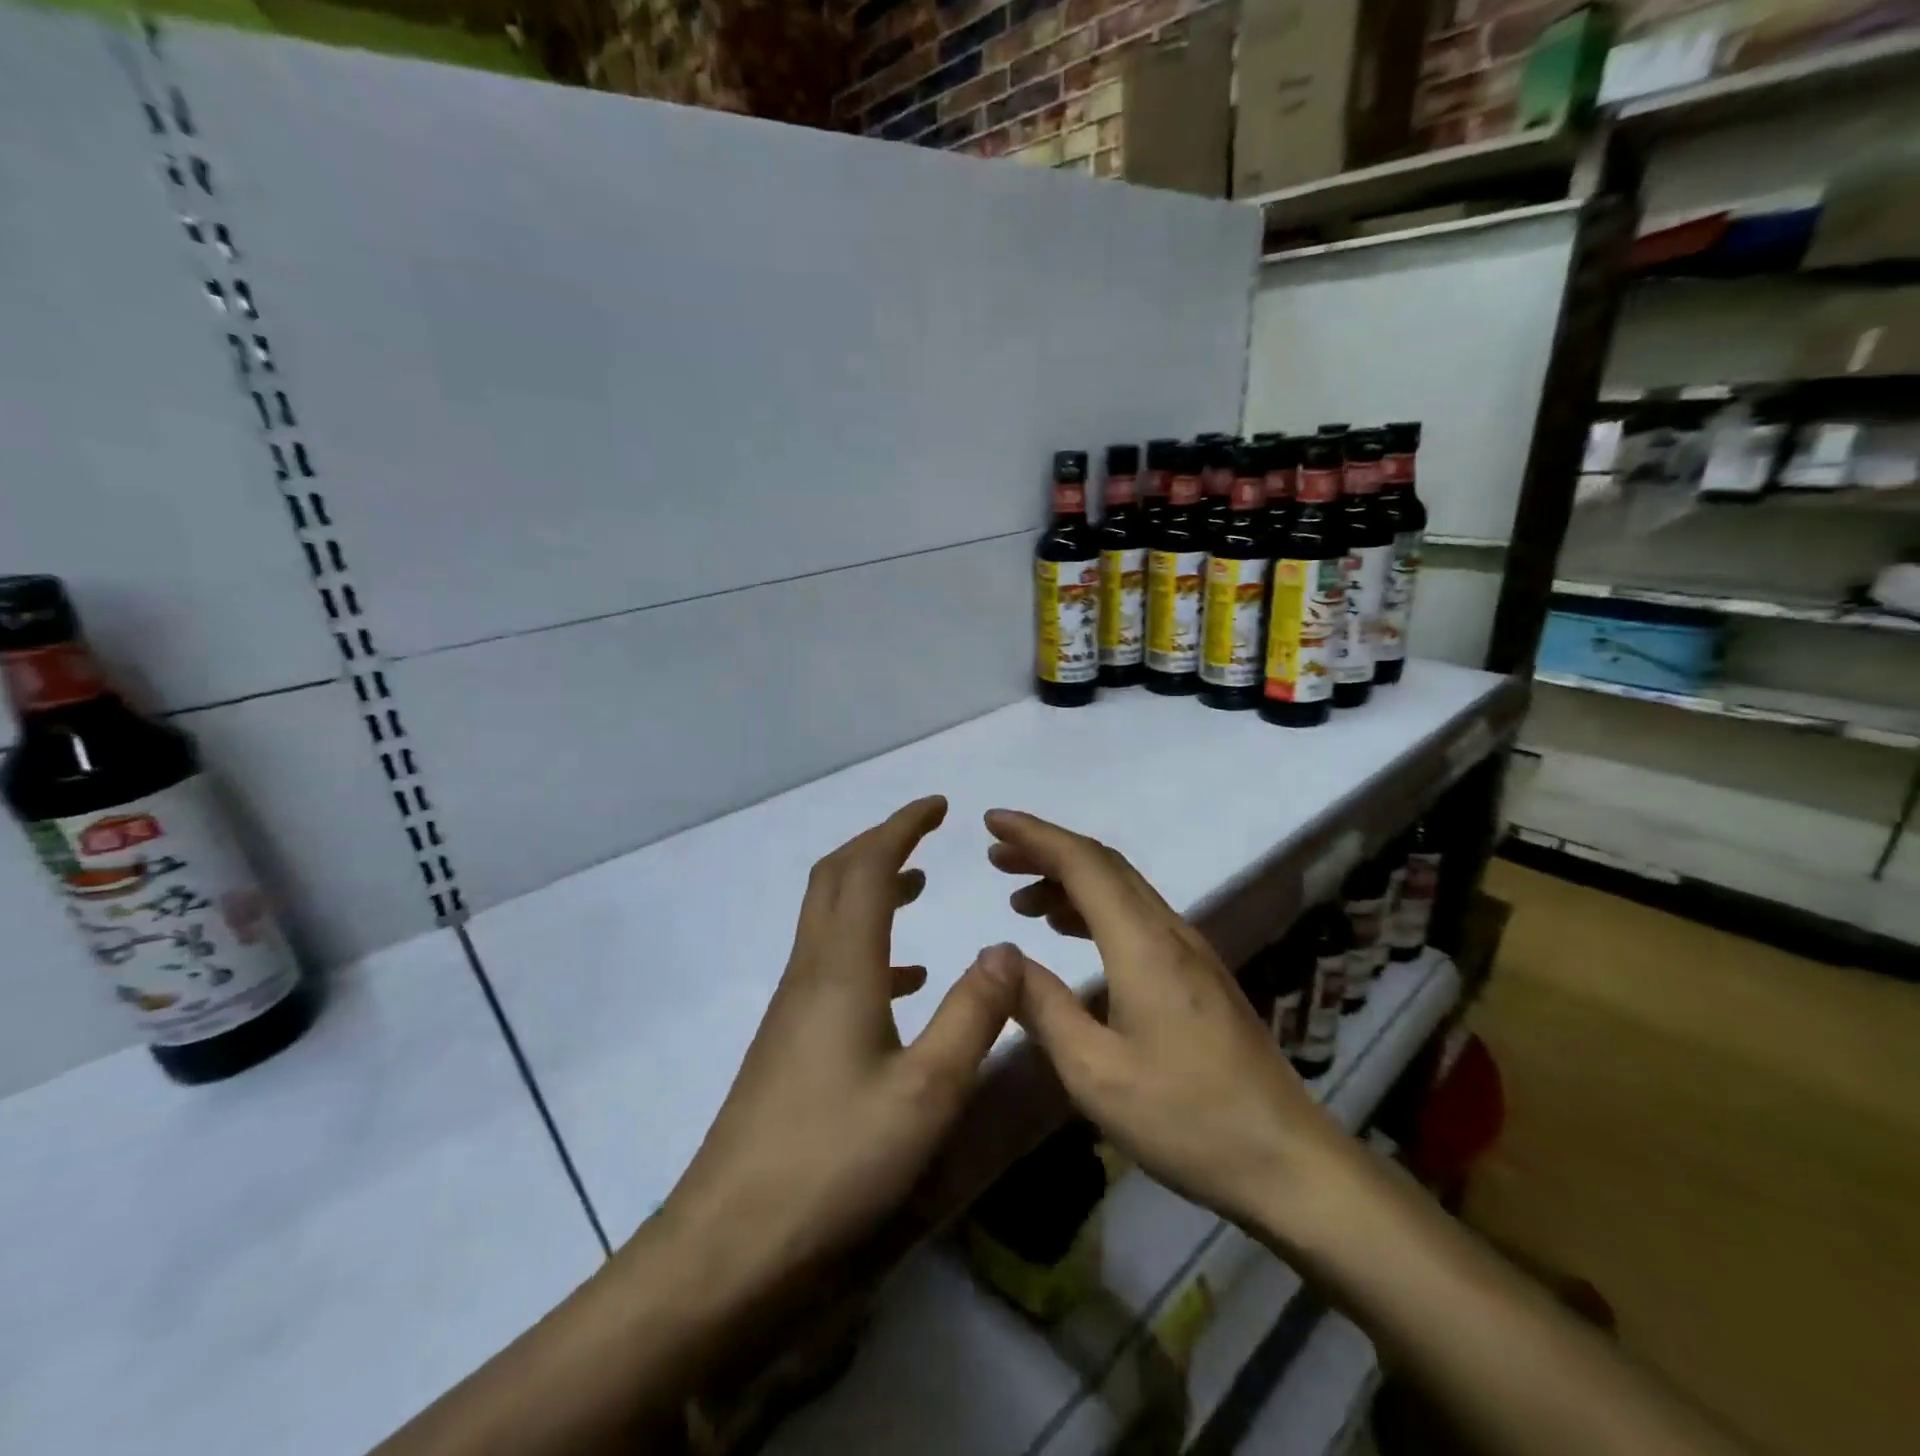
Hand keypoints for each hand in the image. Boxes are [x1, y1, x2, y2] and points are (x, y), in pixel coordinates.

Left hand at [658, 796, 1019, 1299]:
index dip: (902, 826)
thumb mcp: (925, 1092)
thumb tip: (1005, 948)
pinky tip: (903, 982)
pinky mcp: (790, 1041)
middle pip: (837, 878)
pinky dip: (869, 947)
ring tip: (919, 887)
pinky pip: (831, 966)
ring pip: (831, 919)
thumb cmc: (833, 1162)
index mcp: (841, 969)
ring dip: (872, 889)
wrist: (729, 1244)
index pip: (868, 868)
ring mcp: (794, 1007)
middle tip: (927, 833)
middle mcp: (811, 972)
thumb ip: (973, 1014)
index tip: (939, 805)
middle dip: (880, 843)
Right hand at [986, 808, 1355, 1235]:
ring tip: (1021, 899)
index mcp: (1144, 944)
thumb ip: (1043, 1006)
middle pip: (1104, 866)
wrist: (1286, 1162)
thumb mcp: (1094, 1072)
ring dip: (1069, 881)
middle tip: (996, 857)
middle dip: (1046, 851)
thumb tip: (1000, 956)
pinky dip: (1093, 909)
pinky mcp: (1198, 974)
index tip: (992, 821)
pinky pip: (1136, 917)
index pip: (1083, 863)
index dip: (1035, 835)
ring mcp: (1190, 951)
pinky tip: (1070, 933)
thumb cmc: (1185, 1118)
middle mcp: (1169, 931)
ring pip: (1122, 890)